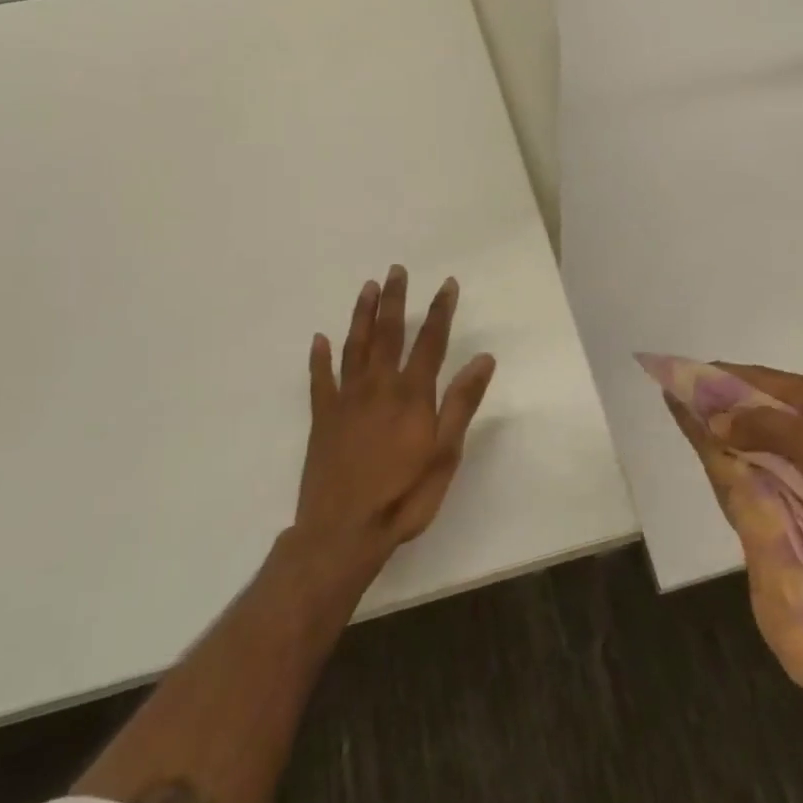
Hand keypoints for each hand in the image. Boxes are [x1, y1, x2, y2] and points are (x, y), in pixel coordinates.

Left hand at [295, 266, 496, 577]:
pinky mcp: (322, 418)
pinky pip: (320, 380)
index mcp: (412, 395)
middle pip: (388, 334)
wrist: (343, 532)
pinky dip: (319, 358)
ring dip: (361, 316)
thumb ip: (461, 403)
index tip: (447, 284)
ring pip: (354, 347)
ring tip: (367, 288)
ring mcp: (346, 400)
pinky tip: (318, 339)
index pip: (430, 342)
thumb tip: (484, 359)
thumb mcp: (445, 454)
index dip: (440, 311)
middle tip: (396, 270)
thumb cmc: (404, 496)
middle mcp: (378, 387)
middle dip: (394, 300)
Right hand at [678, 364, 802, 583]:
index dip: (715, 377)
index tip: (679, 382)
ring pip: (781, 433)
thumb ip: (763, 427)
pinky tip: (759, 477)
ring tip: (716, 450)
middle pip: (765, 402)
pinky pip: (798, 459)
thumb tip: (715, 412)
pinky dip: (773, 463)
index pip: (754, 376)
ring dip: (750, 438)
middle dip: (728, 408)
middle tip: (691, 423)